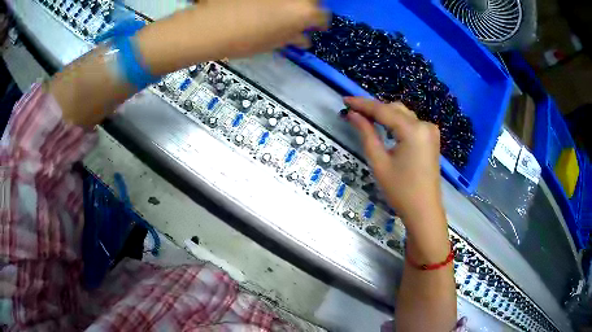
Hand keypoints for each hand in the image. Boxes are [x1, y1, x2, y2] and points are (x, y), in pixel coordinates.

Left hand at [194, 0, 327, 55]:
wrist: (211, 26)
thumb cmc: (244, 40)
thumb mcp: (273, 42)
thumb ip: (292, 37)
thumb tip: (302, 36)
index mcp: (303, 11)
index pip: (323, 16)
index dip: (319, 23)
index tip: (314, 28)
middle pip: (311, 0)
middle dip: (306, 9)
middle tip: (295, 18)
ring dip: (290, 4)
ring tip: (277, 11)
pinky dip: (272, 2)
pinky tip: (261, 6)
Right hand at [344, 97, 443, 224]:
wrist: (424, 211)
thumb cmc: (400, 190)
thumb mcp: (379, 162)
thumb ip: (366, 133)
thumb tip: (352, 114)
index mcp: (413, 130)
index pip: (383, 110)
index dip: (362, 104)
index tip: (345, 99)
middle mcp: (425, 125)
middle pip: (395, 109)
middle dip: (374, 108)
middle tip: (353, 111)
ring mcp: (431, 131)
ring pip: (403, 115)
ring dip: (385, 114)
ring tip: (365, 118)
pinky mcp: (431, 139)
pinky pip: (411, 123)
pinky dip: (396, 122)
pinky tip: (385, 127)